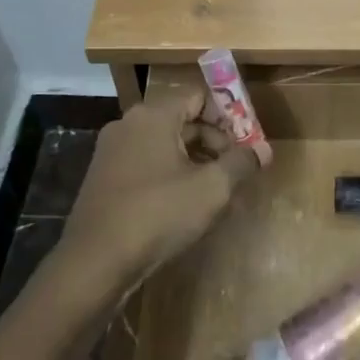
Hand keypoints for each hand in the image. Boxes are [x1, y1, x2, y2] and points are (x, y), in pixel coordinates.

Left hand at [54, 91, 258, 298]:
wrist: (94, 262)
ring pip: (164, 144)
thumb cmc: (158, 214)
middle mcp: (128, 124)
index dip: (228, 115)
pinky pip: (146, 163)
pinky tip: (184, 203)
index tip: (247, 141)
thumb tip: (265, 150)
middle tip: (236, 169)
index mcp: (153, 115)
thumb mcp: (211, 189)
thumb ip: (241, 163)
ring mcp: (111, 151)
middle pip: (182, 119)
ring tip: (215, 189)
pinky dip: (170, 174)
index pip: (199, 96)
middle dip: (214, 141)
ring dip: (194, 159)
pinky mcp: (103, 178)